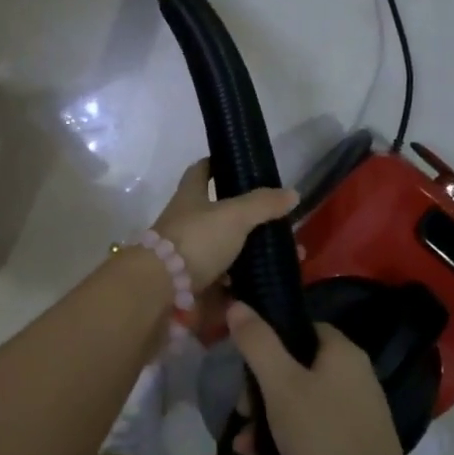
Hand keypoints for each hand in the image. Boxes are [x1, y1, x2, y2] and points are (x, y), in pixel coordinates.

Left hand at [150, 160, 297, 293]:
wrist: (161, 290)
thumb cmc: (196, 240)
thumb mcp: (234, 215)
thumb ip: (263, 204)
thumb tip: (292, 193)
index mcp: (190, 197)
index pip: (201, 171)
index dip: (216, 164)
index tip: (237, 164)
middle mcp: (187, 223)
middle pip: (219, 215)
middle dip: (248, 219)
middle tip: (279, 224)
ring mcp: (188, 256)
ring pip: (225, 251)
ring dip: (250, 255)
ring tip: (283, 260)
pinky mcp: (194, 285)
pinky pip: (224, 283)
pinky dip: (243, 285)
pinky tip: (266, 285)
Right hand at [227, 302, 413, 454]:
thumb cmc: (324, 437)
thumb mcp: (281, 385)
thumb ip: (257, 343)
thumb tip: (238, 305)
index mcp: (342, 353)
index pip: (301, 328)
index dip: (269, 339)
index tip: (242, 362)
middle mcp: (353, 378)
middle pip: (295, 369)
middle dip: (259, 393)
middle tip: (241, 412)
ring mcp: (355, 416)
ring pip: (298, 406)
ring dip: (265, 423)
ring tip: (243, 449)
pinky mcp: (351, 450)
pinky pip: (309, 435)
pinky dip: (284, 445)